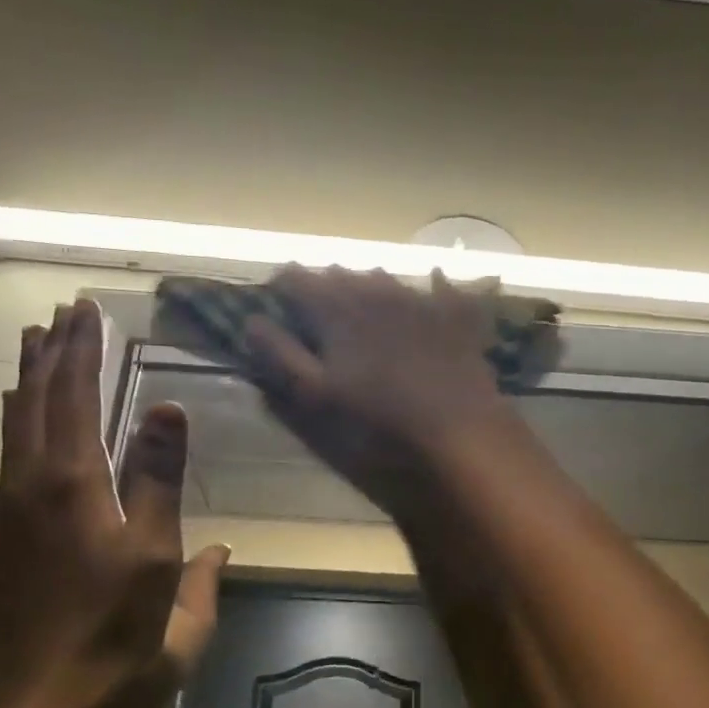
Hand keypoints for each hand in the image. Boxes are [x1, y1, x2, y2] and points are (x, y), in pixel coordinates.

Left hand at [0, 299, 220, 707]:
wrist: (43, 707)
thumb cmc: (117, 634)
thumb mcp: (156, 557)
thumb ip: (159, 479)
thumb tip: (168, 408)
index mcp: (70, 484)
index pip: (72, 397)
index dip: (79, 350)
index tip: (84, 308)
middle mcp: (28, 488)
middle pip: (31, 404)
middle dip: (47, 356)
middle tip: (56, 315)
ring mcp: (9, 517)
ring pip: (13, 432)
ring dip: (27, 386)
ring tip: (33, 352)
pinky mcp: (4, 544)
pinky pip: (10, 462)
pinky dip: (19, 426)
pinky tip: (24, 430)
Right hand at [244, 268, 517, 515]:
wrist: (457, 433)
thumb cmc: (375, 421)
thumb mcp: (315, 395)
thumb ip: (281, 354)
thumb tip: (252, 320)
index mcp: (337, 309)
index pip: (297, 278)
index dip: (282, 287)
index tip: (277, 304)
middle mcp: (377, 292)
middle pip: (342, 274)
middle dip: (325, 286)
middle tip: (317, 309)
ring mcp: (421, 300)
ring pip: (386, 277)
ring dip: (369, 285)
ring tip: (363, 301)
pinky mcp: (456, 317)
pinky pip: (443, 287)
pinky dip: (434, 284)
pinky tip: (434, 282)